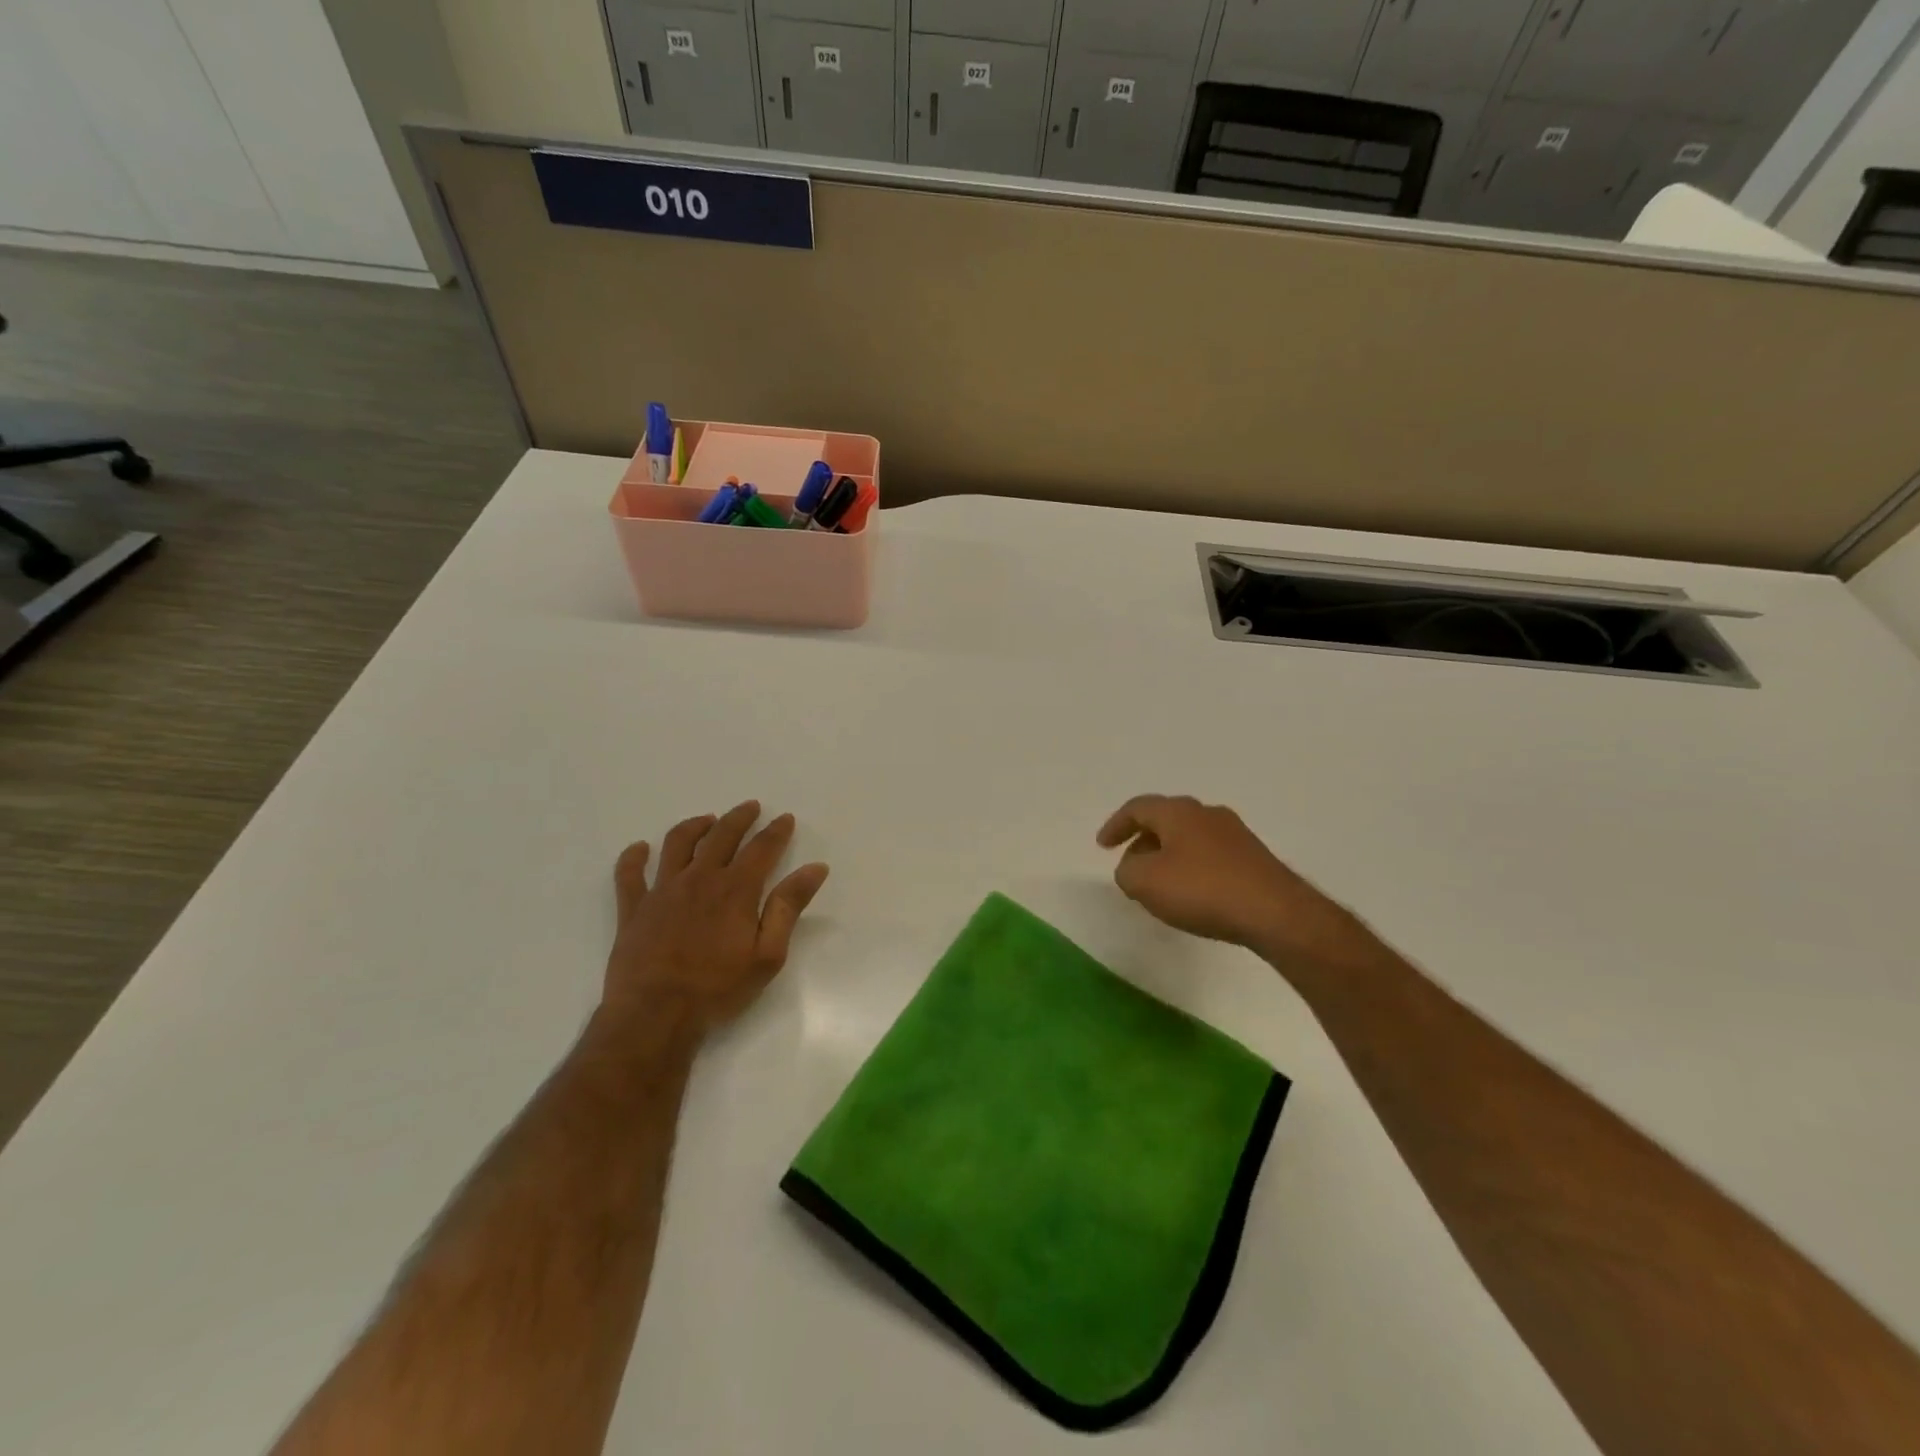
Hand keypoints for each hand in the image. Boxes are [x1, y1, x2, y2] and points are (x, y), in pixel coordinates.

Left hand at [602, 801, 829, 1038]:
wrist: (655, 1016)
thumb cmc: (718, 989)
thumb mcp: (768, 954)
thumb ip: (789, 907)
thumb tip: (815, 868)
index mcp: (735, 889)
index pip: (761, 848)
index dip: (776, 831)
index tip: (785, 818)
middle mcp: (699, 879)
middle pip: (721, 835)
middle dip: (739, 818)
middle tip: (750, 807)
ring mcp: (662, 891)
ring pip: (678, 844)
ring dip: (694, 826)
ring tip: (706, 820)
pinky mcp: (633, 909)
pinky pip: (629, 874)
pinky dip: (633, 857)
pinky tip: (640, 848)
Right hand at [1096, 794, 1368, 966]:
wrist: (1275, 913)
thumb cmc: (1202, 890)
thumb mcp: (1145, 882)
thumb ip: (1127, 871)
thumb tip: (1133, 868)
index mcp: (1179, 812)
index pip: (1138, 808)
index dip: (1116, 825)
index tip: (1102, 846)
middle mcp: (1207, 814)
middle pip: (1165, 820)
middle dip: (1143, 841)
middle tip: (1130, 867)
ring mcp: (1235, 835)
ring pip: (1189, 838)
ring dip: (1168, 857)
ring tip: (1159, 885)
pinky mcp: (1254, 859)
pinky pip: (1210, 856)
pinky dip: (1192, 869)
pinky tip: (1193, 895)